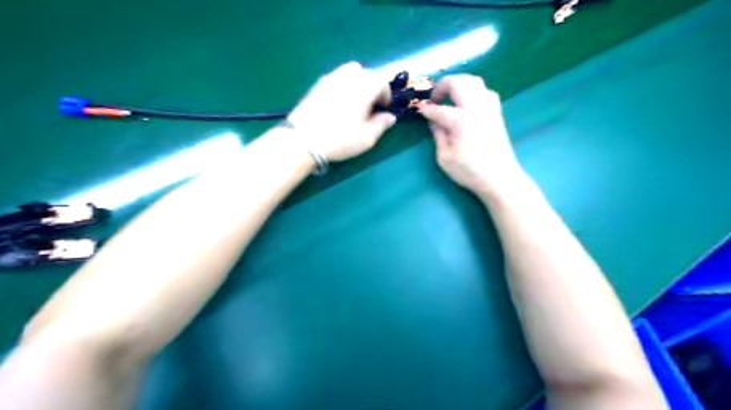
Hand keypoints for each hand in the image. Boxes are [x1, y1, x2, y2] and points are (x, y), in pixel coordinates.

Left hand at [286, 62, 398, 161]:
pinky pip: (336, 76)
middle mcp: (348, 77)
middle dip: (373, 86)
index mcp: (364, 88)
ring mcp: (331, 78)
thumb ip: (381, 125)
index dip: (387, 93)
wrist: (302, 139)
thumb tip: (390, 117)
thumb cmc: (339, 139)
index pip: (382, 80)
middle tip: (371, 106)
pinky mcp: (317, 84)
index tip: (384, 108)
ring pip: (351, 71)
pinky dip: (343, 84)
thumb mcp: (366, 139)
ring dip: (358, 82)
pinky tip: (338, 103)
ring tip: (355, 101)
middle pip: (367, 72)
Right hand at [417, 75, 524, 196]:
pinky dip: (473, 91)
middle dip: (442, 86)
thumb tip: (433, 122)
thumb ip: (438, 135)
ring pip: (474, 81)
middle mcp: (476, 107)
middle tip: (434, 98)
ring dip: (459, 85)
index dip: (426, 109)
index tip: (419, 110)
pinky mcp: (496, 112)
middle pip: (459, 82)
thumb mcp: (444, 157)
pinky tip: (467, 103)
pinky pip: (485, 91)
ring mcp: (489, 107)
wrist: (499, 177)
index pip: (439, 109)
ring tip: (450, 97)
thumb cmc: (469, 170)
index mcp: (461, 119)